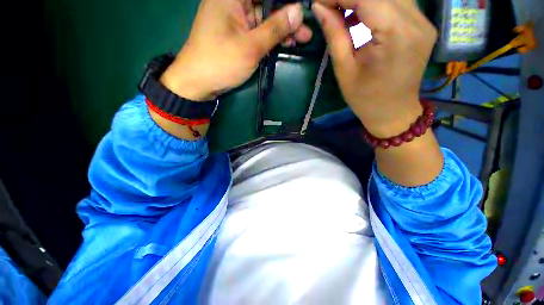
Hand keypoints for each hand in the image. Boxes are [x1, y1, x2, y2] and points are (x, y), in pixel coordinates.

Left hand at [161, 0, 312, 101]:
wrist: (198, 82)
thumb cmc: (220, 62)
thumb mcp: (250, 47)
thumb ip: (274, 28)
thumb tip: (299, 11)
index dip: (286, 1)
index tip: (303, 8)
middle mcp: (234, 2)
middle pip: (267, 4)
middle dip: (288, 16)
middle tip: (306, 29)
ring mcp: (236, 19)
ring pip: (265, 18)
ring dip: (283, 29)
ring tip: (302, 39)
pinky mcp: (238, 35)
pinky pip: (259, 31)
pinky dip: (272, 37)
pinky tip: (286, 43)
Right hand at [312, 0, 436, 137]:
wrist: (393, 112)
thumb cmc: (365, 98)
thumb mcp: (344, 70)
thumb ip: (335, 35)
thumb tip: (320, 8)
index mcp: (395, 35)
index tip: (319, 2)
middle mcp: (416, 21)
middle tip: (329, 7)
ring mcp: (423, 21)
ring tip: (342, 12)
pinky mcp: (423, 24)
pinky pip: (397, 2)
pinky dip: (375, 3)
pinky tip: (360, 15)